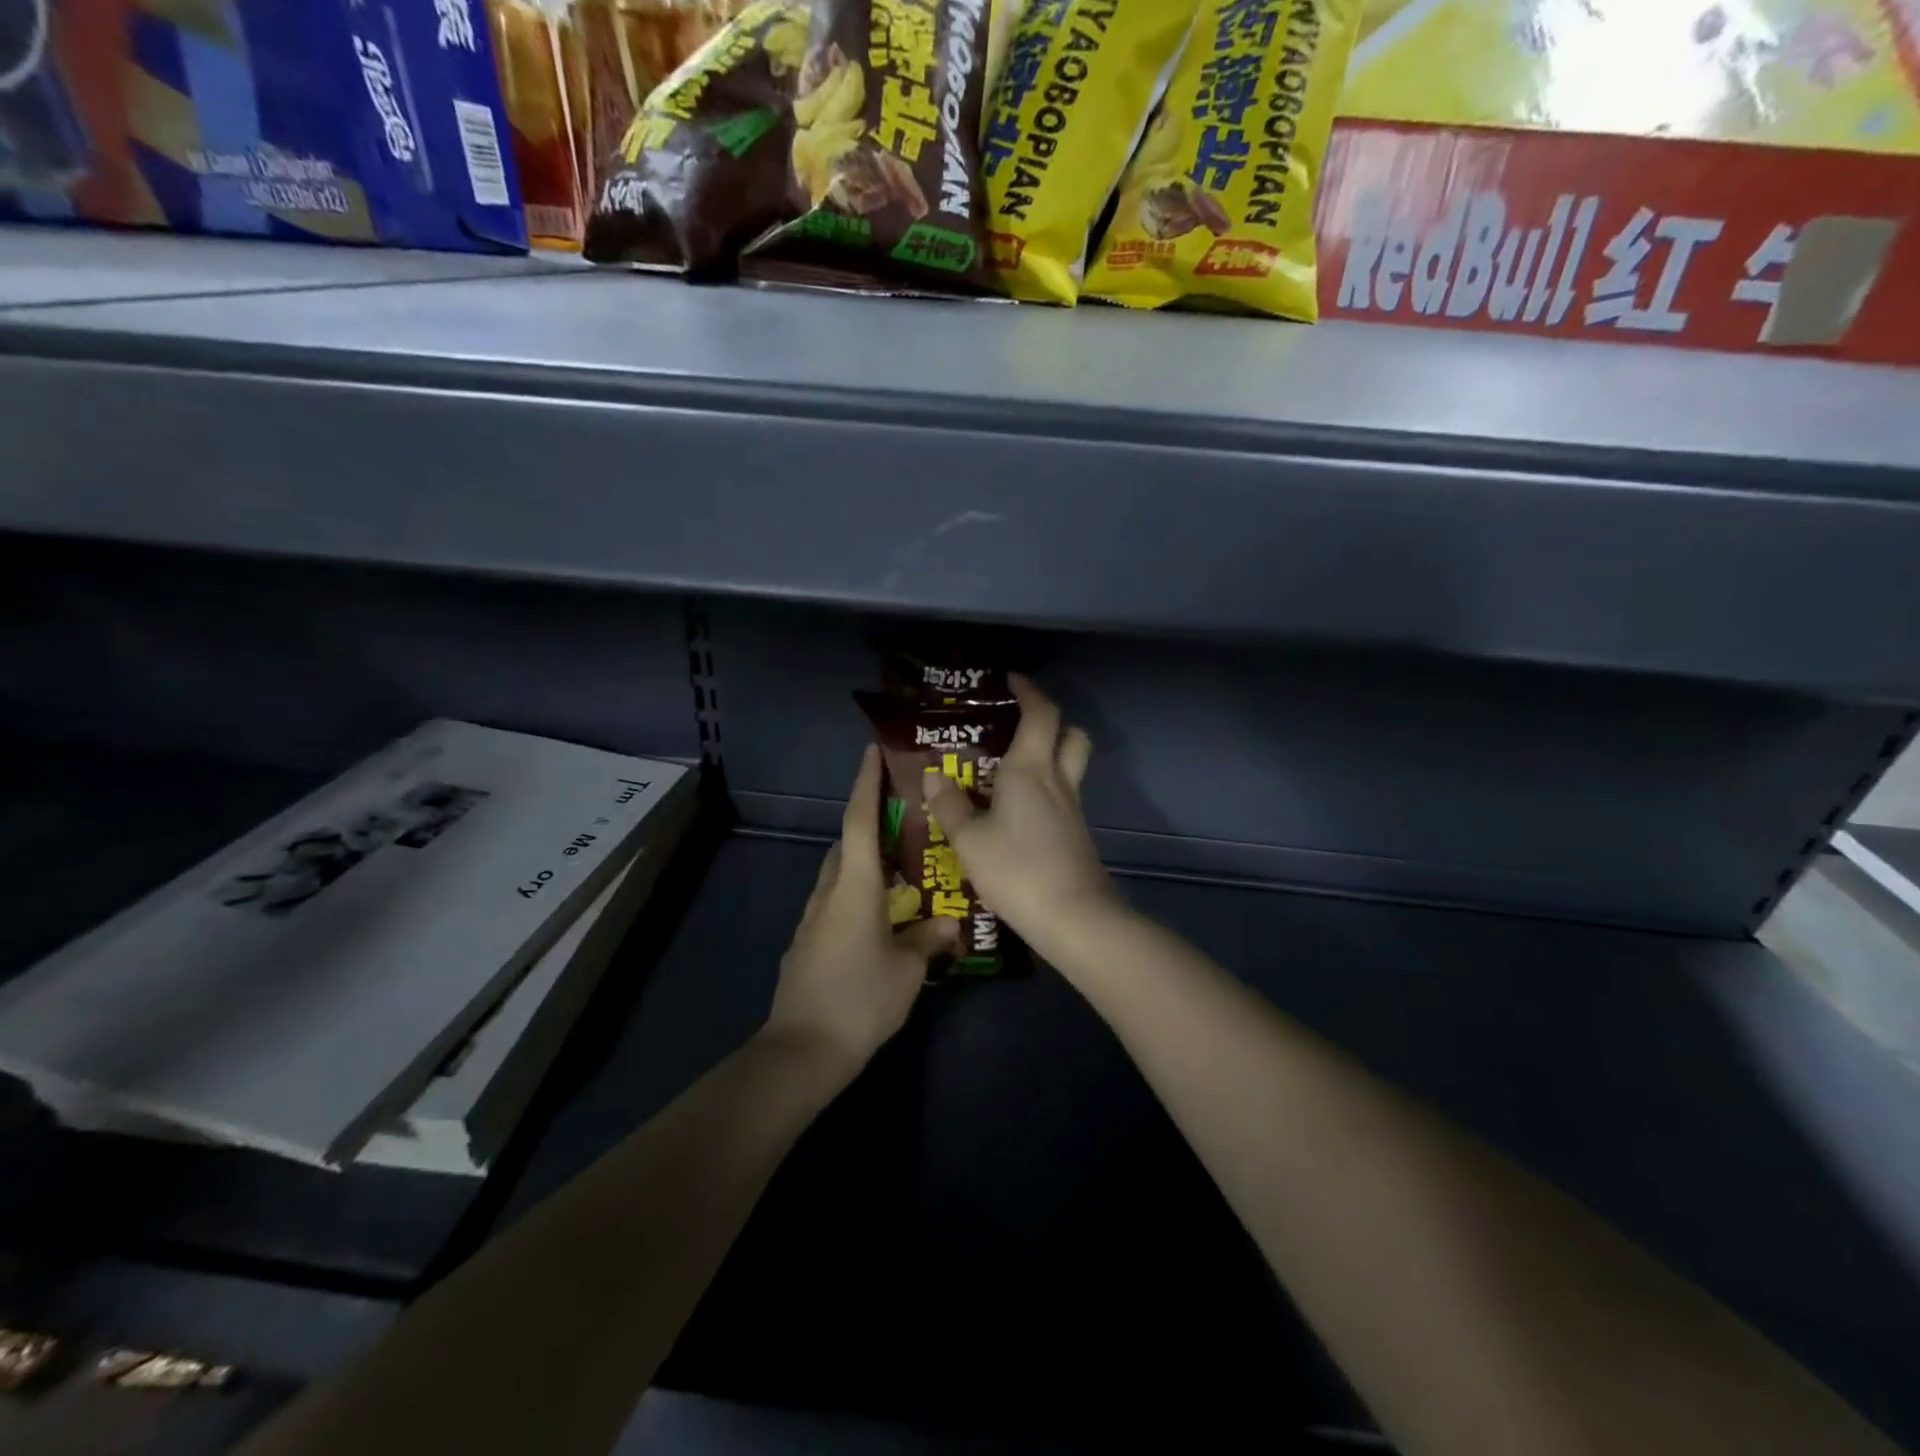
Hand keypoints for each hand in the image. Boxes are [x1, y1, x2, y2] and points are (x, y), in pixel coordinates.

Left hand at [763, 745, 957, 1074]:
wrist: (802, 1050)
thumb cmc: (861, 999)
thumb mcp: (908, 969)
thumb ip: (929, 939)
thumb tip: (949, 923)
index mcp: (854, 886)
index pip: (860, 821)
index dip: (866, 783)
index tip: (872, 752)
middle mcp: (828, 893)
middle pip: (847, 844)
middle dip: (870, 823)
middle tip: (904, 816)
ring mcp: (813, 919)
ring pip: (839, 874)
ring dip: (863, 860)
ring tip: (899, 865)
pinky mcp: (807, 944)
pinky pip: (835, 902)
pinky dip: (856, 892)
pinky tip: (880, 914)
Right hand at [921, 674, 1119, 960]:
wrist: (1074, 917)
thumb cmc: (1017, 869)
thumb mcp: (969, 840)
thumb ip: (950, 806)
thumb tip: (934, 777)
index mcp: (1030, 769)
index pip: (1041, 714)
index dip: (1030, 691)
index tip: (1012, 680)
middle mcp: (1058, 781)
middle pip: (1071, 734)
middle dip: (1052, 721)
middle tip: (1020, 725)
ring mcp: (1073, 810)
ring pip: (1071, 766)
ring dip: (1050, 756)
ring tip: (1012, 769)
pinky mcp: (1077, 836)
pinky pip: (1064, 798)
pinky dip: (1047, 791)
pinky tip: (1019, 813)